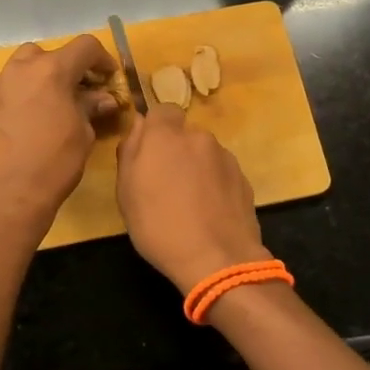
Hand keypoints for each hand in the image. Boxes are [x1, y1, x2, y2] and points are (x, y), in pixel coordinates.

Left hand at [0, 35, 119, 228]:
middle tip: (85, 90)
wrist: (9, 192)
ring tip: (60, 100)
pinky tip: (39, 114)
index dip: (103, 59)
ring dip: (47, 74)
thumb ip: (91, 107)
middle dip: (71, 66)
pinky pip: (14, 83)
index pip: (85, 46)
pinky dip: (30, 89)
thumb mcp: (83, 132)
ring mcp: (2, 83)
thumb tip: (103, 99)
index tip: (111, 78)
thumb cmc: (55, 161)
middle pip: (52, 52)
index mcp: (52, 70)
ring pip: (28, 64)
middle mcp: (23, 68)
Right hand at [116, 105, 268, 289]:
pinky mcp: (243, 178)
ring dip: (196, 168)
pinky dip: (214, 185)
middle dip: (176, 151)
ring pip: (204, 154)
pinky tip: (209, 212)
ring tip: (190, 203)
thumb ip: (130, 151)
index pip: (162, 110)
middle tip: (165, 184)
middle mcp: (198, 137)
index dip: (155, 128)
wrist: (218, 258)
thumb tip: (138, 125)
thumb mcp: (126, 192)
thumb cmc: (159, 225)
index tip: (149, 154)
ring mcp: (225, 157)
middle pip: (184, 134)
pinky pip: (221, 173)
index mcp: (165, 135)